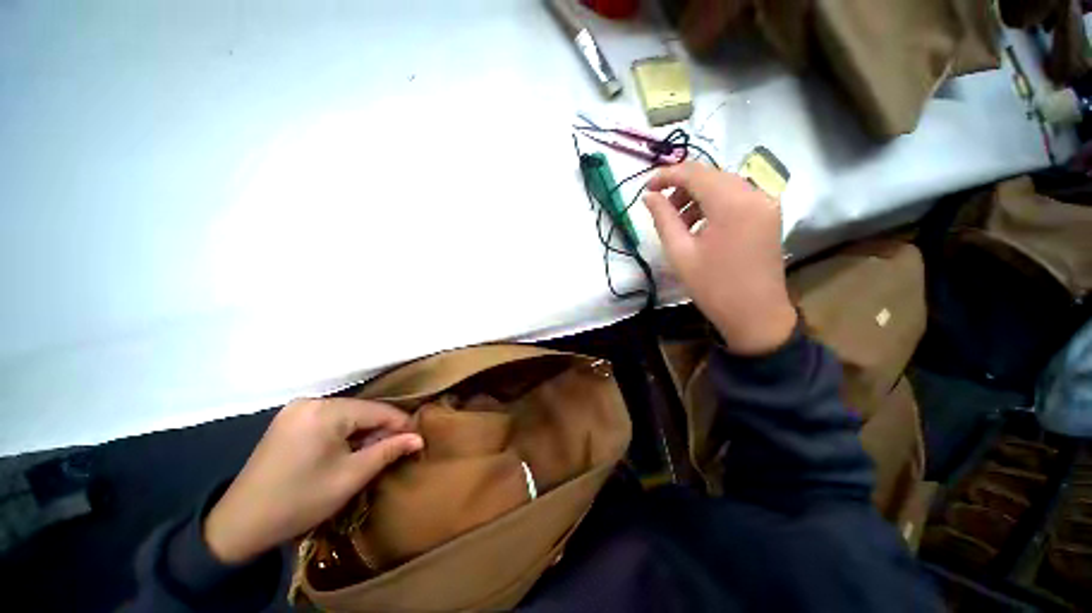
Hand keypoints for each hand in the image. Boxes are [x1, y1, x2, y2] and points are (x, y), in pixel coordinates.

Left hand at [204, 398, 423, 563]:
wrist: (240, 524)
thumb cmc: (299, 501)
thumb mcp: (350, 477)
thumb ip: (388, 451)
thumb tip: (418, 438)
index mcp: (325, 411)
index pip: (377, 410)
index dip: (401, 424)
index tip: (417, 438)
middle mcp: (311, 402)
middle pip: (361, 410)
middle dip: (381, 429)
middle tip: (396, 449)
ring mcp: (296, 409)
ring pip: (346, 414)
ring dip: (364, 431)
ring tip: (375, 451)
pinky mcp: (288, 420)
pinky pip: (329, 419)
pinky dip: (344, 433)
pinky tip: (348, 450)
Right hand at [644, 162, 796, 354]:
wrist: (756, 315)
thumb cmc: (713, 287)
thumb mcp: (680, 253)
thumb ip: (663, 218)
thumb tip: (648, 197)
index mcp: (732, 203)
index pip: (694, 172)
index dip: (666, 175)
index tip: (646, 189)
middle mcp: (755, 193)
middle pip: (710, 175)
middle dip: (681, 187)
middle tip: (660, 208)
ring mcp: (766, 203)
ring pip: (723, 184)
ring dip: (697, 196)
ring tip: (678, 222)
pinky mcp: (768, 214)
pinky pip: (736, 197)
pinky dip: (714, 204)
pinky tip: (700, 226)